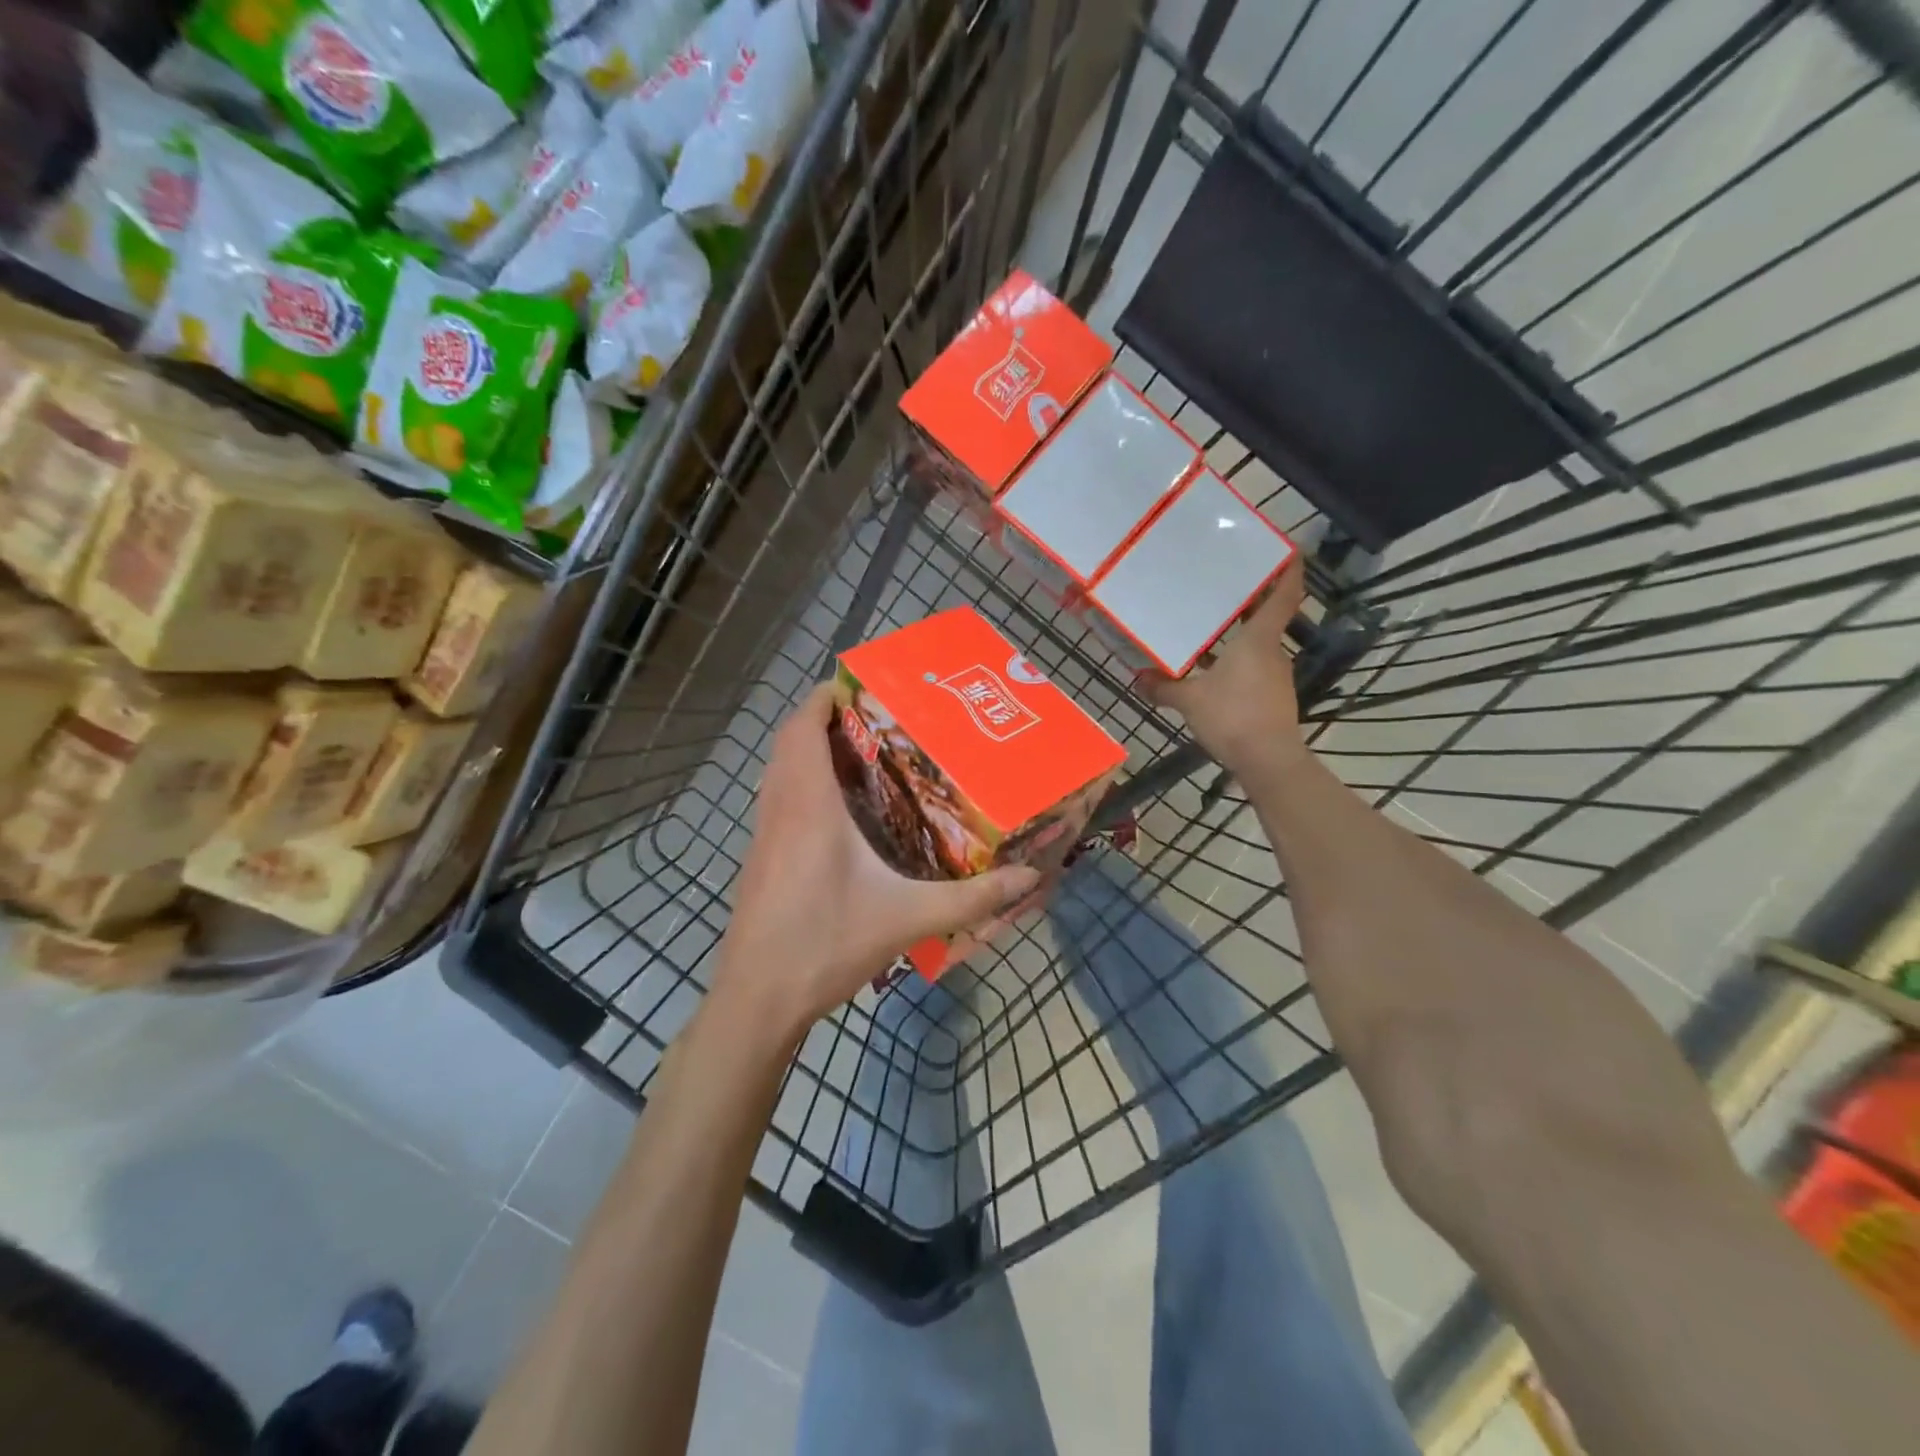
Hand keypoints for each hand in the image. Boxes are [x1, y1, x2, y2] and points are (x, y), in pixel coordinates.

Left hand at [714, 685, 1040, 1033]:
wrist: (758, 999)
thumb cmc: (826, 945)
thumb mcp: (906, 919)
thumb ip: (970, 898)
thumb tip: (1028, 879)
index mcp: (808, 805)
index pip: (803, 727)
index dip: (826, 697)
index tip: (863, 685)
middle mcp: (780, 808)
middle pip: (790, 741)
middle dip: (827, 720)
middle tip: (879, 720)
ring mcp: (763, 834)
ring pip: (780, 770)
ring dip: (812, 751)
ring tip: (866, 755)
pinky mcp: (759, 858)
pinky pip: (779, 798)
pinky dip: (804, 783)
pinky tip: (842, 812)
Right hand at [1143, 557, 1307, 780]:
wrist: (1267, 760)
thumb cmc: (1232, 716)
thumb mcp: (1189, 700)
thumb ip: (1163, 687)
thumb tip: (1138, 679)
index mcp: (1258, 639)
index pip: (1283, 595)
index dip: (1288, 569)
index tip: (1287, 549)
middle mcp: (1273, 651)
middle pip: (1267, 618)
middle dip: (1249, 602)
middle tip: (1222, 587)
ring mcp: (1276, 676)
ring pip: (1258, 646)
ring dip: (1239, 636)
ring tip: (1208, 629)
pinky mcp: (1273, 698)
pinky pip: (1253, 670)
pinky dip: (1237, 663)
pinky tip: (1213, 672)